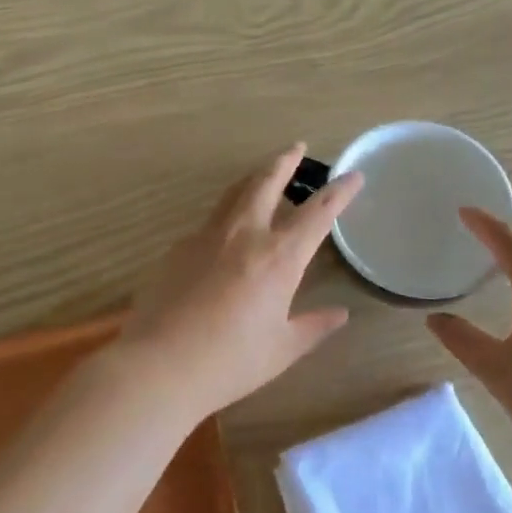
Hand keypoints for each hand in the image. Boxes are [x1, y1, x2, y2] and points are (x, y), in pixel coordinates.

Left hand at [114, 145, 364, 419]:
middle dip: (285, 161)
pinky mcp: (179, 247)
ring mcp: (207, 236)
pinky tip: (227, 233)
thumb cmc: (229, 362)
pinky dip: (228, 214)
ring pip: (235, 193)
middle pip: (267, 182)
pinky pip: (211, 221)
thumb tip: (340, 314)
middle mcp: (245, 234)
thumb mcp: (281, 349)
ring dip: (254, 178)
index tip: (353, 175)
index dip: (339, 192)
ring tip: (264, 173)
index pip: (318, 213)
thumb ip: (313, 327)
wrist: (158, 365)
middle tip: (297, 147)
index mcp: (279, 257)